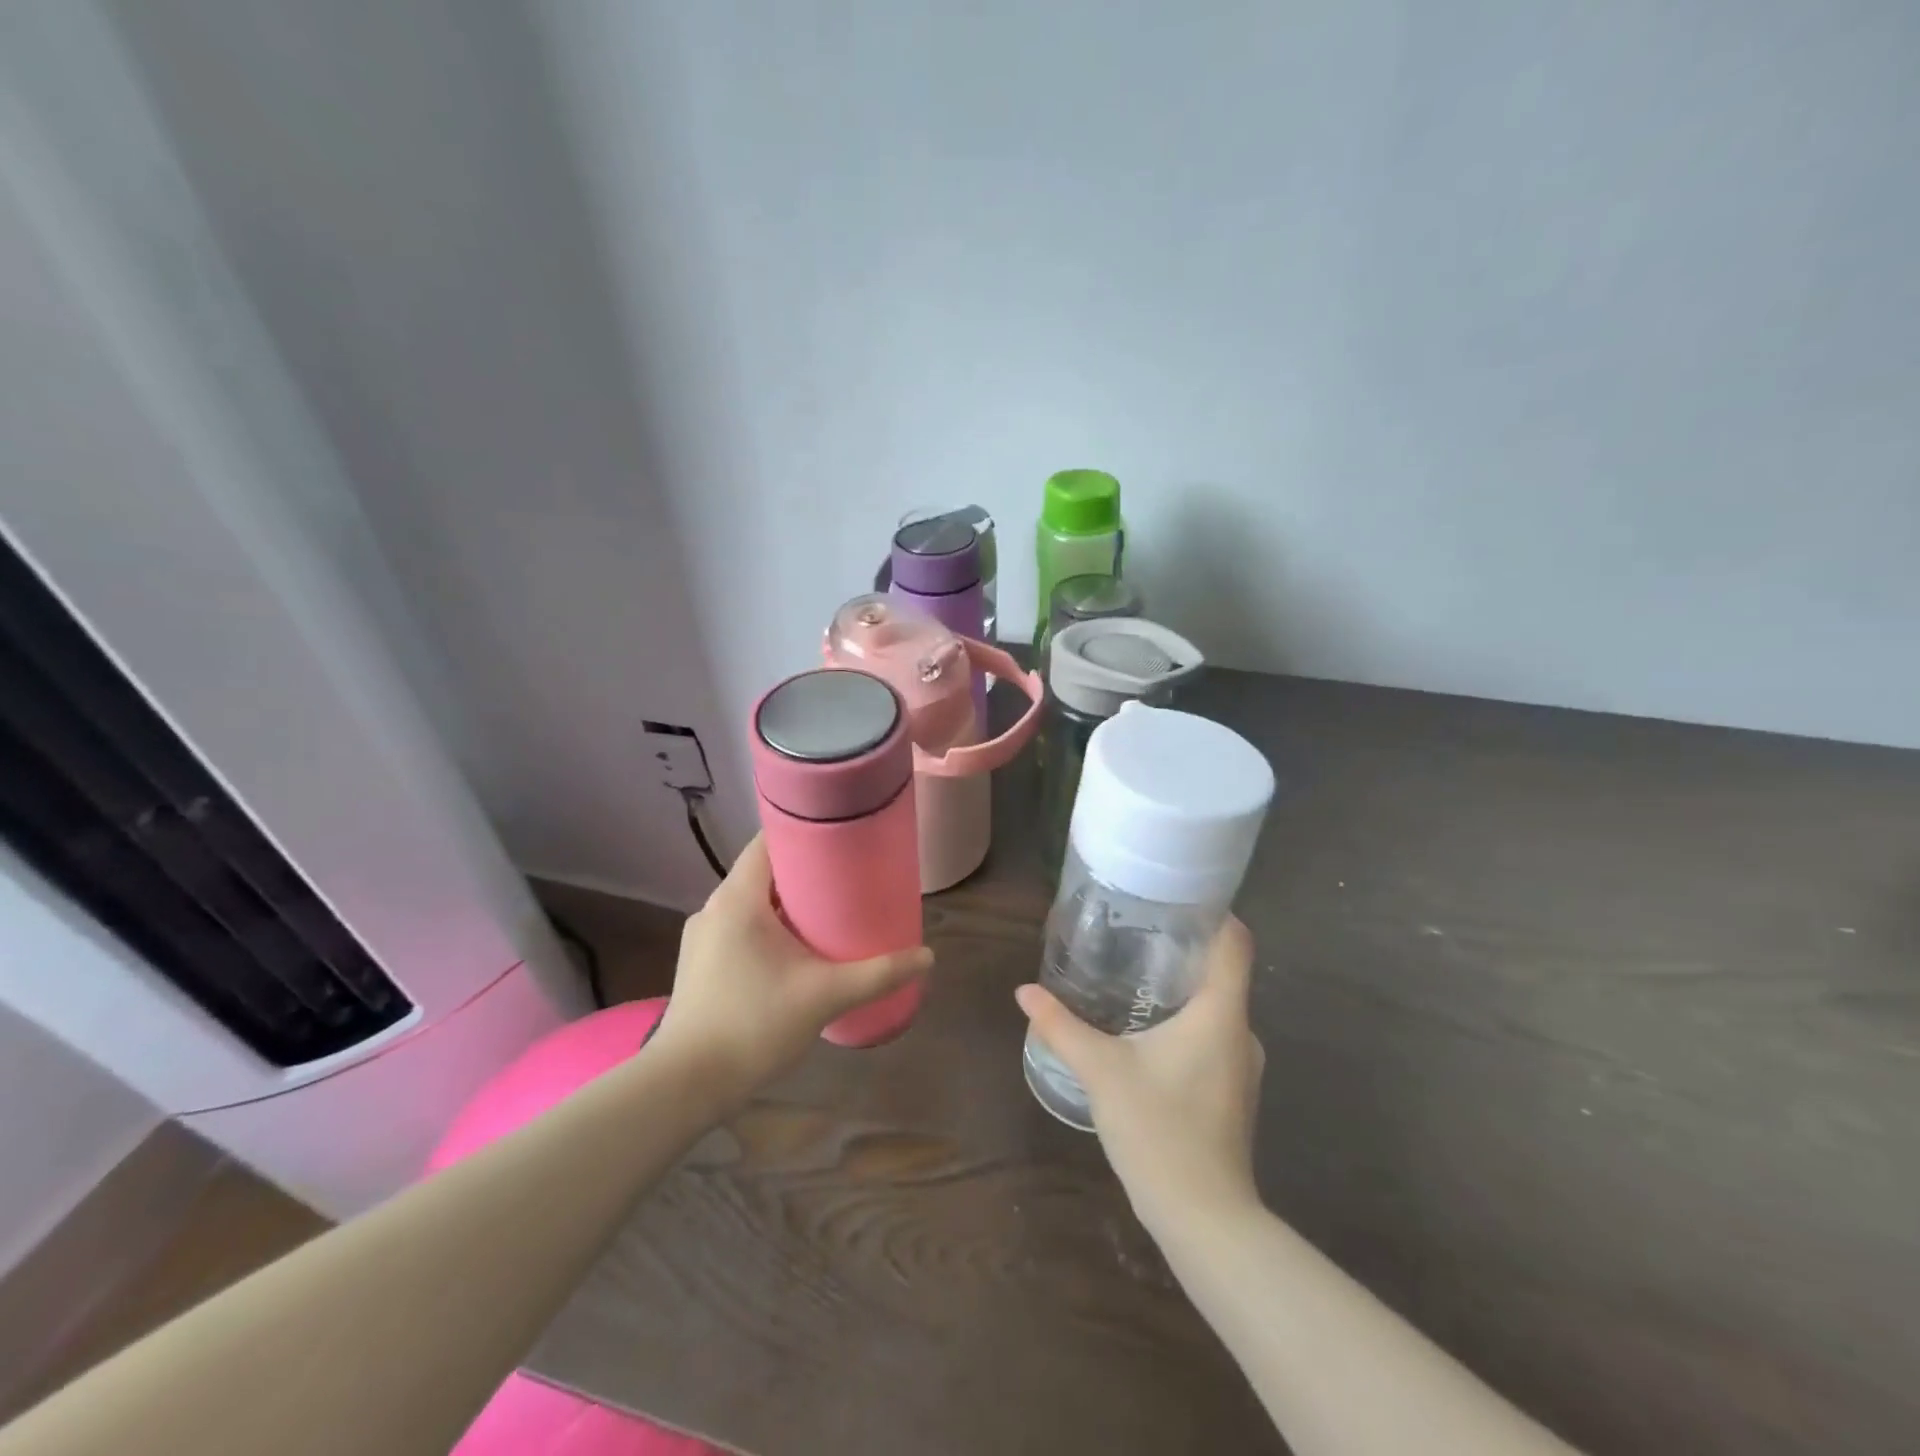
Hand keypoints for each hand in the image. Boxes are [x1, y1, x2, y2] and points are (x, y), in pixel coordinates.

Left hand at [652, 834, 932, 1103]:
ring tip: (825, 914)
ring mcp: (701, 937)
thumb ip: (878, 974)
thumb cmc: (754, 1024)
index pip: (768, 842)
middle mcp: (713, 908)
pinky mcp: (698, 964)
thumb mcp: (825, 996)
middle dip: (803, 873)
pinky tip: (791, 953)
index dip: (804, 833)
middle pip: (762, 872)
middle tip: (846, 880)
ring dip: (784, 904)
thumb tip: (927, 956)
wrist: (686, 1085)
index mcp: (737, 899)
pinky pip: (737, 928)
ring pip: (749, 903)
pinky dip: (765, 928)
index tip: (840, 838)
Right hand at [1015, 917, 1262, 1237]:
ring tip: (1136, 974)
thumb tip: (1025, 991)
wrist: (1204, 1219)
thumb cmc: (1159, 1130)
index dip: (1213, 912)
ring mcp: (1242, 1065)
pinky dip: (1187, 1021)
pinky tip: (1149, 1030)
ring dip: (1183, 988)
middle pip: (1224, 971)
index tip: (1177, 897)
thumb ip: (1061, 1027)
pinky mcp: (1233, 1091)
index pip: (1236, 942)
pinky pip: (1214, 1035)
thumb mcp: (1102, 1071)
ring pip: (1217, 1006)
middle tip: (1137, 932)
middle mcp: (1242, 1032)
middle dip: (1184, 948)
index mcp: (1221, 1013)